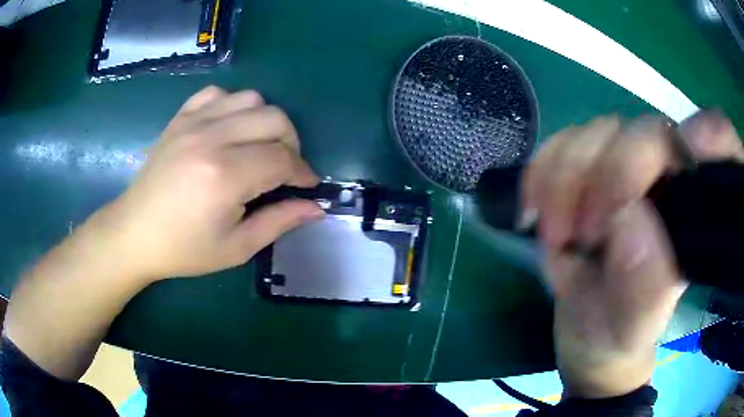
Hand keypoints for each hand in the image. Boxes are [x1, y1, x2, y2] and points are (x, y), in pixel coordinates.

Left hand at [94, 86, 323, 281]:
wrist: (135, 233)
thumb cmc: (183, 249)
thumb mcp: (236, 248)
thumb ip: (279, 222)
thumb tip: (316, 208)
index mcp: (225, 176)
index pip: (283, 159)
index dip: (303, 172)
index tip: (307, 185)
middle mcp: (211, 139)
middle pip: (274, 119)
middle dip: (291, 143)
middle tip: (285, 169)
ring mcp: (193, 123)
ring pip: (251, 99)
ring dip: (265, 122)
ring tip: (258, 147)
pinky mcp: (180, 118)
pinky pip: (217, 94)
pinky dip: (232, 106)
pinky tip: (228, 129)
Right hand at [522, 110, 743, 397]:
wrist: (586, 332)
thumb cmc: (619, 335)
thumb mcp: (633, 327)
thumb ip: (644, 287)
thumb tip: (628, 221)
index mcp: (699, 212)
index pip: (719, 143)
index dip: (707, 136)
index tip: (683, 158)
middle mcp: (670, 176)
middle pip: (646, 132)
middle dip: (608, 177)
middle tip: (582, 236)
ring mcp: (628, 165)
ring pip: (598, 132)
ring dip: (566, 180)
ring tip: (556, 235)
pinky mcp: (591, 166)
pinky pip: (562, 142)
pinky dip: (542, 170)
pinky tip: (536, 209)